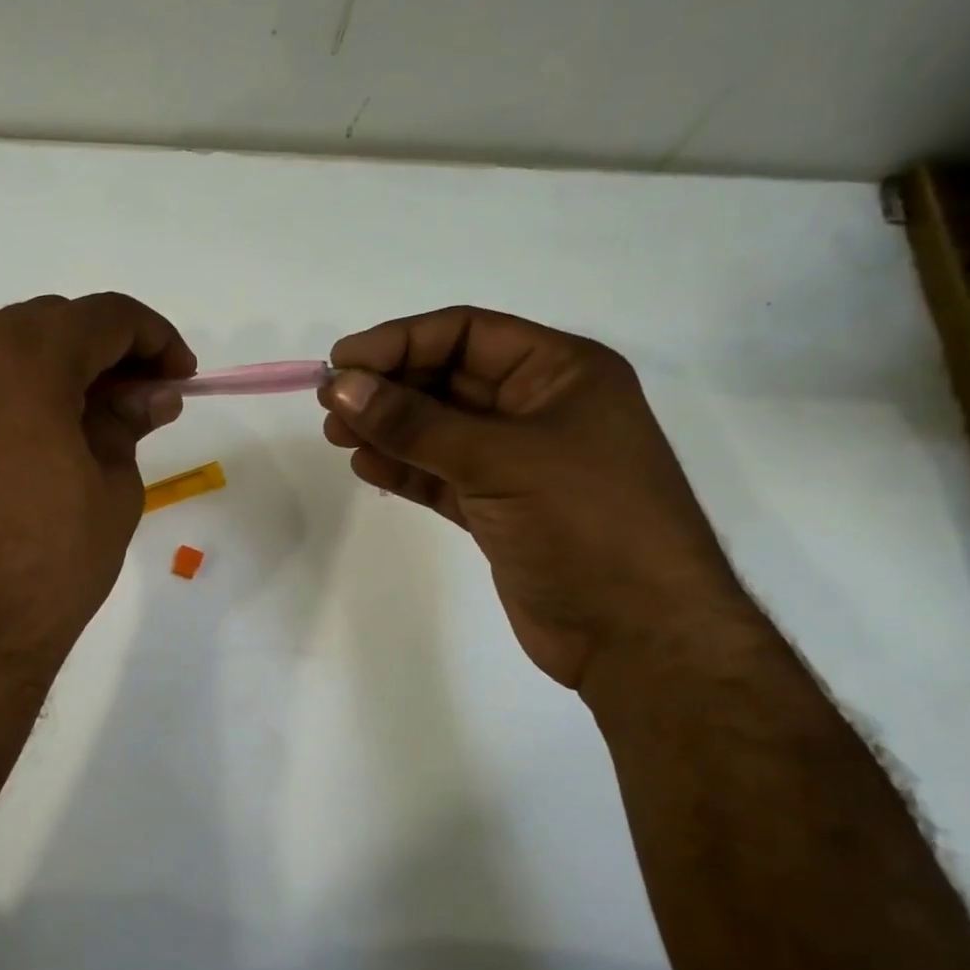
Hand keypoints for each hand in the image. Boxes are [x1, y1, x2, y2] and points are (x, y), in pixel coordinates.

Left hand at [0, 293, 193, 684]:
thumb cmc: (49, 565)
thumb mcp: (114, 488)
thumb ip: (129, 422)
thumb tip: (153, 393)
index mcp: (27, 357)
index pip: (107, 317)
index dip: (155, 338)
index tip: (178, 376)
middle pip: (49, 323)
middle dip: (102, 352)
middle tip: (136, 399)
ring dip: (46, 363)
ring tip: (76, 414)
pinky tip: (15, 428)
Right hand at [319, 307, 753, 688]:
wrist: (639, 635)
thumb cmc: (585, 524)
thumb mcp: (498, 460)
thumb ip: (415, 423)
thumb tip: (341, 385)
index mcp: (561, 372)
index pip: (467, 334)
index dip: (400, 342)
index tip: (341, 362)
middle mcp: (539, 408)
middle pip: (448, 379)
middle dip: (388, 388)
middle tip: (330, 404)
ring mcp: (518, 460)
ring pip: (439, 429)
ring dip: (388, 428)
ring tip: (337, 435)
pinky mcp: (499, 507)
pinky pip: (441, 473)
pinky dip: (405, 468)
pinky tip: (366, 466)